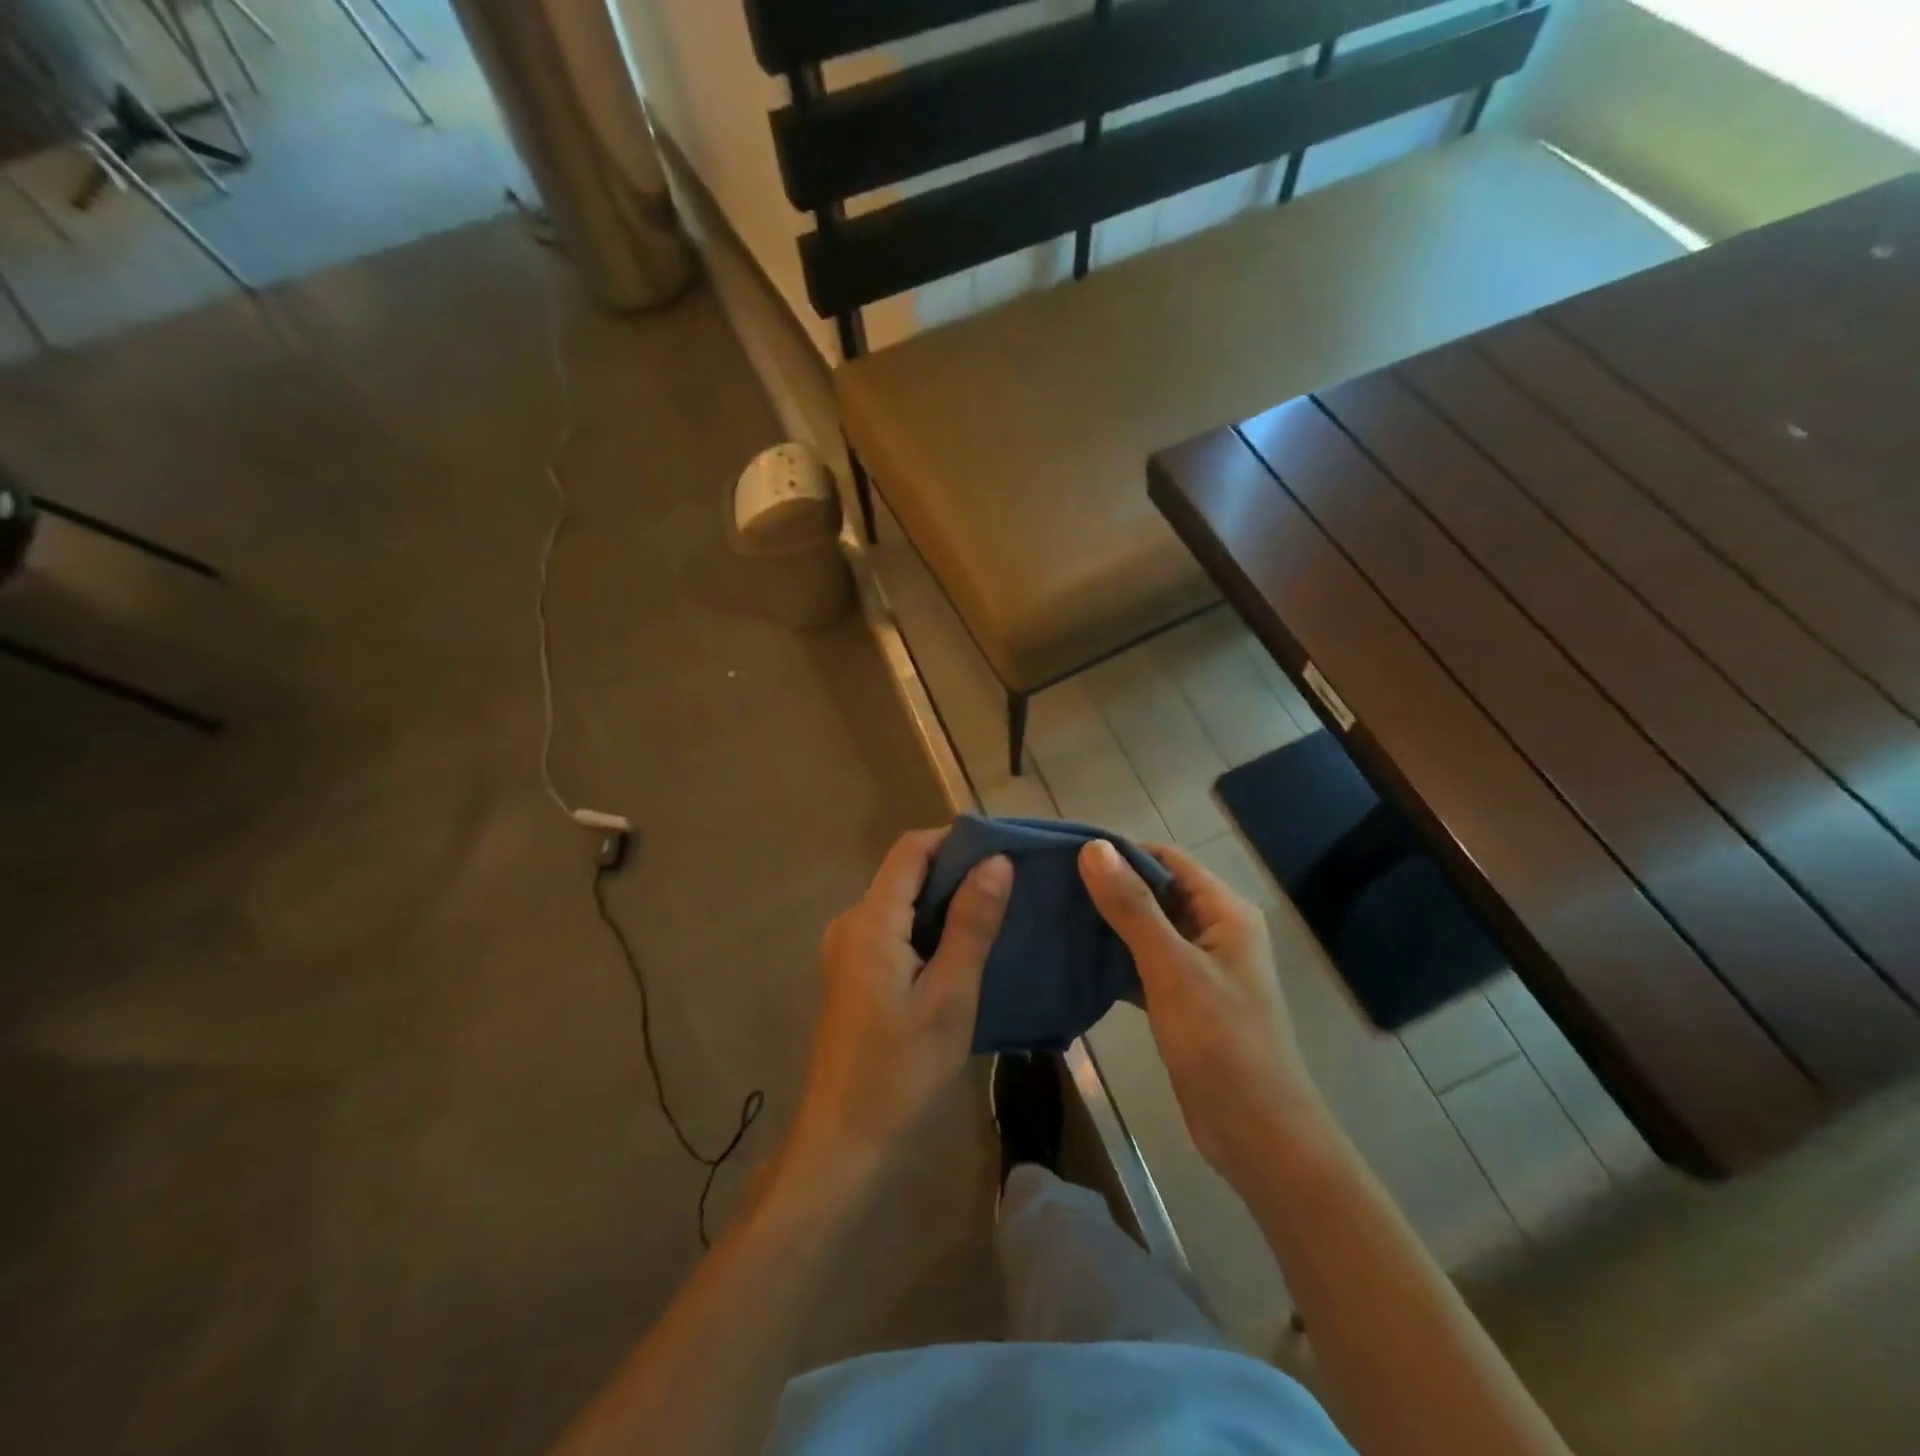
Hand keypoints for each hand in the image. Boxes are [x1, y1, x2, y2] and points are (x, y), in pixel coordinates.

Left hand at [783, 830, 1011, 1195]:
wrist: (843, 1144)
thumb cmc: (901, 1072)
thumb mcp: (950, 997)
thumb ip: (972, 924)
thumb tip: (997, 861)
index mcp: (870, 921)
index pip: (911, 850)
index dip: (955, 838)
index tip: (1003, 847)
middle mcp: (850, 924)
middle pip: (904, 874)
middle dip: (956, 870)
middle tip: (1010, 884)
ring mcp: (846, 951)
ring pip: (900, 904)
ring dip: (944, 902)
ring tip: (996, 913)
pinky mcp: (851, 975)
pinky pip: (893, 931)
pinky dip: (928, 928)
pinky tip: (962, 949)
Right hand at [1079, 840, 1324, 1186]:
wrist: (1257, 1134)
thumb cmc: (1221, 1043)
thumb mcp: (1172, 968)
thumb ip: (1132, 907)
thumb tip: (1093, 848)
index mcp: (1224, 912)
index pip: (1166, 859)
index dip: (1119, 851)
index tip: (1066, 853)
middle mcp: (1214, 930)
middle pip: (1155, 891)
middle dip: (1108, 886)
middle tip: (1051, 884)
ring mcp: (1199, 967)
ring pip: (1146, 929)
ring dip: (1107, 923)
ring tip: (1055, 914)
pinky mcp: (1183, 999)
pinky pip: (1143, 964)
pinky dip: (1113, 959)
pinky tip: (1075, 959)